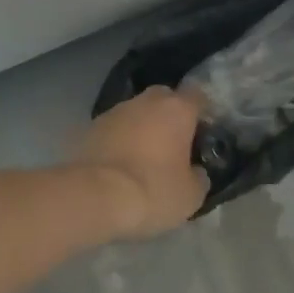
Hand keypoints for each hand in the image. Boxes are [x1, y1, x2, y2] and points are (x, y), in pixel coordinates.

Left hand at [76, 87, 209, 239]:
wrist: (94, 197)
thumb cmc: (153, 190)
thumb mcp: (191, 195)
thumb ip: (198, 177)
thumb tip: (195, 172)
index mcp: (176, 109)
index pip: (197, 95)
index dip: (202, 112)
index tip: (204, 131)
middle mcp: (145, 101)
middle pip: (163, 98)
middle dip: (169, 115)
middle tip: (173, 143)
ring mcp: (113, 111)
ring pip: (135, 112)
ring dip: (141, 127)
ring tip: (143, 157)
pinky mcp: (89, 127)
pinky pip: (113, 129)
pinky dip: (118, 141)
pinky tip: (119, 164)